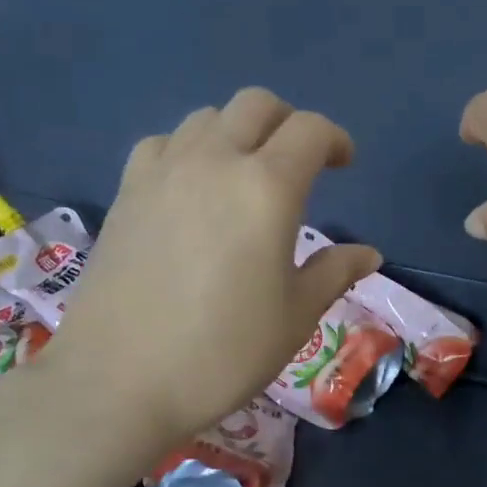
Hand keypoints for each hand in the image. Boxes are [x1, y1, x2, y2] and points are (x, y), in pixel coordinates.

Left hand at [49, 89, 381, 448]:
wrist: (119, 380)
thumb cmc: (223, 352)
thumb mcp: (295, 317)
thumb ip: (334, 273)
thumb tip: (367, 254)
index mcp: (267, 188)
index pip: (309, 131)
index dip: (335, 140)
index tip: (344, 164)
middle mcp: (214, 161)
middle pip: (256, 105)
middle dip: (288, 123)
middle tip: (301, 163)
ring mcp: (162, 172)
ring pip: (207, 118)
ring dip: (237, 133)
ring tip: (245, 176)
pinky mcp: (125, 192)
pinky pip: (164, 143)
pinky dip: (189, 150)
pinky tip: (192, 189)